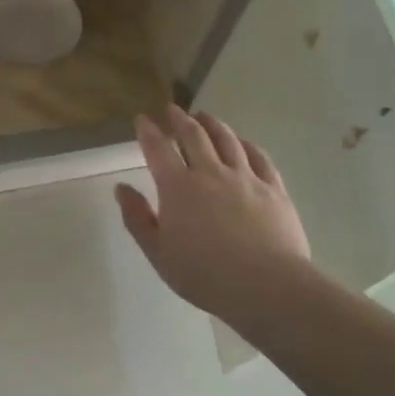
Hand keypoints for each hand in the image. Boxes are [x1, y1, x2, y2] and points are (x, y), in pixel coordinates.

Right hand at [115, 108, 319, 329]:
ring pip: (227, 139)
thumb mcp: (158, 253)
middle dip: (179, 118)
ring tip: (205, 116)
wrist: (267, 286)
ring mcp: (245, 177)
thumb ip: (137, 218)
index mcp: (177, 186)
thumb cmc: (204, 274)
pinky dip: (247, 144)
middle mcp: (209, 172)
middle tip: (172, 109)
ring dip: (212, 123)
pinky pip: (259, 157)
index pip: (157, 148)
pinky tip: (243, 142)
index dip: (148, 130)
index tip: (142, 118)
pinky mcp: (273, 188)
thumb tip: (121, 188)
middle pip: (193, 135)